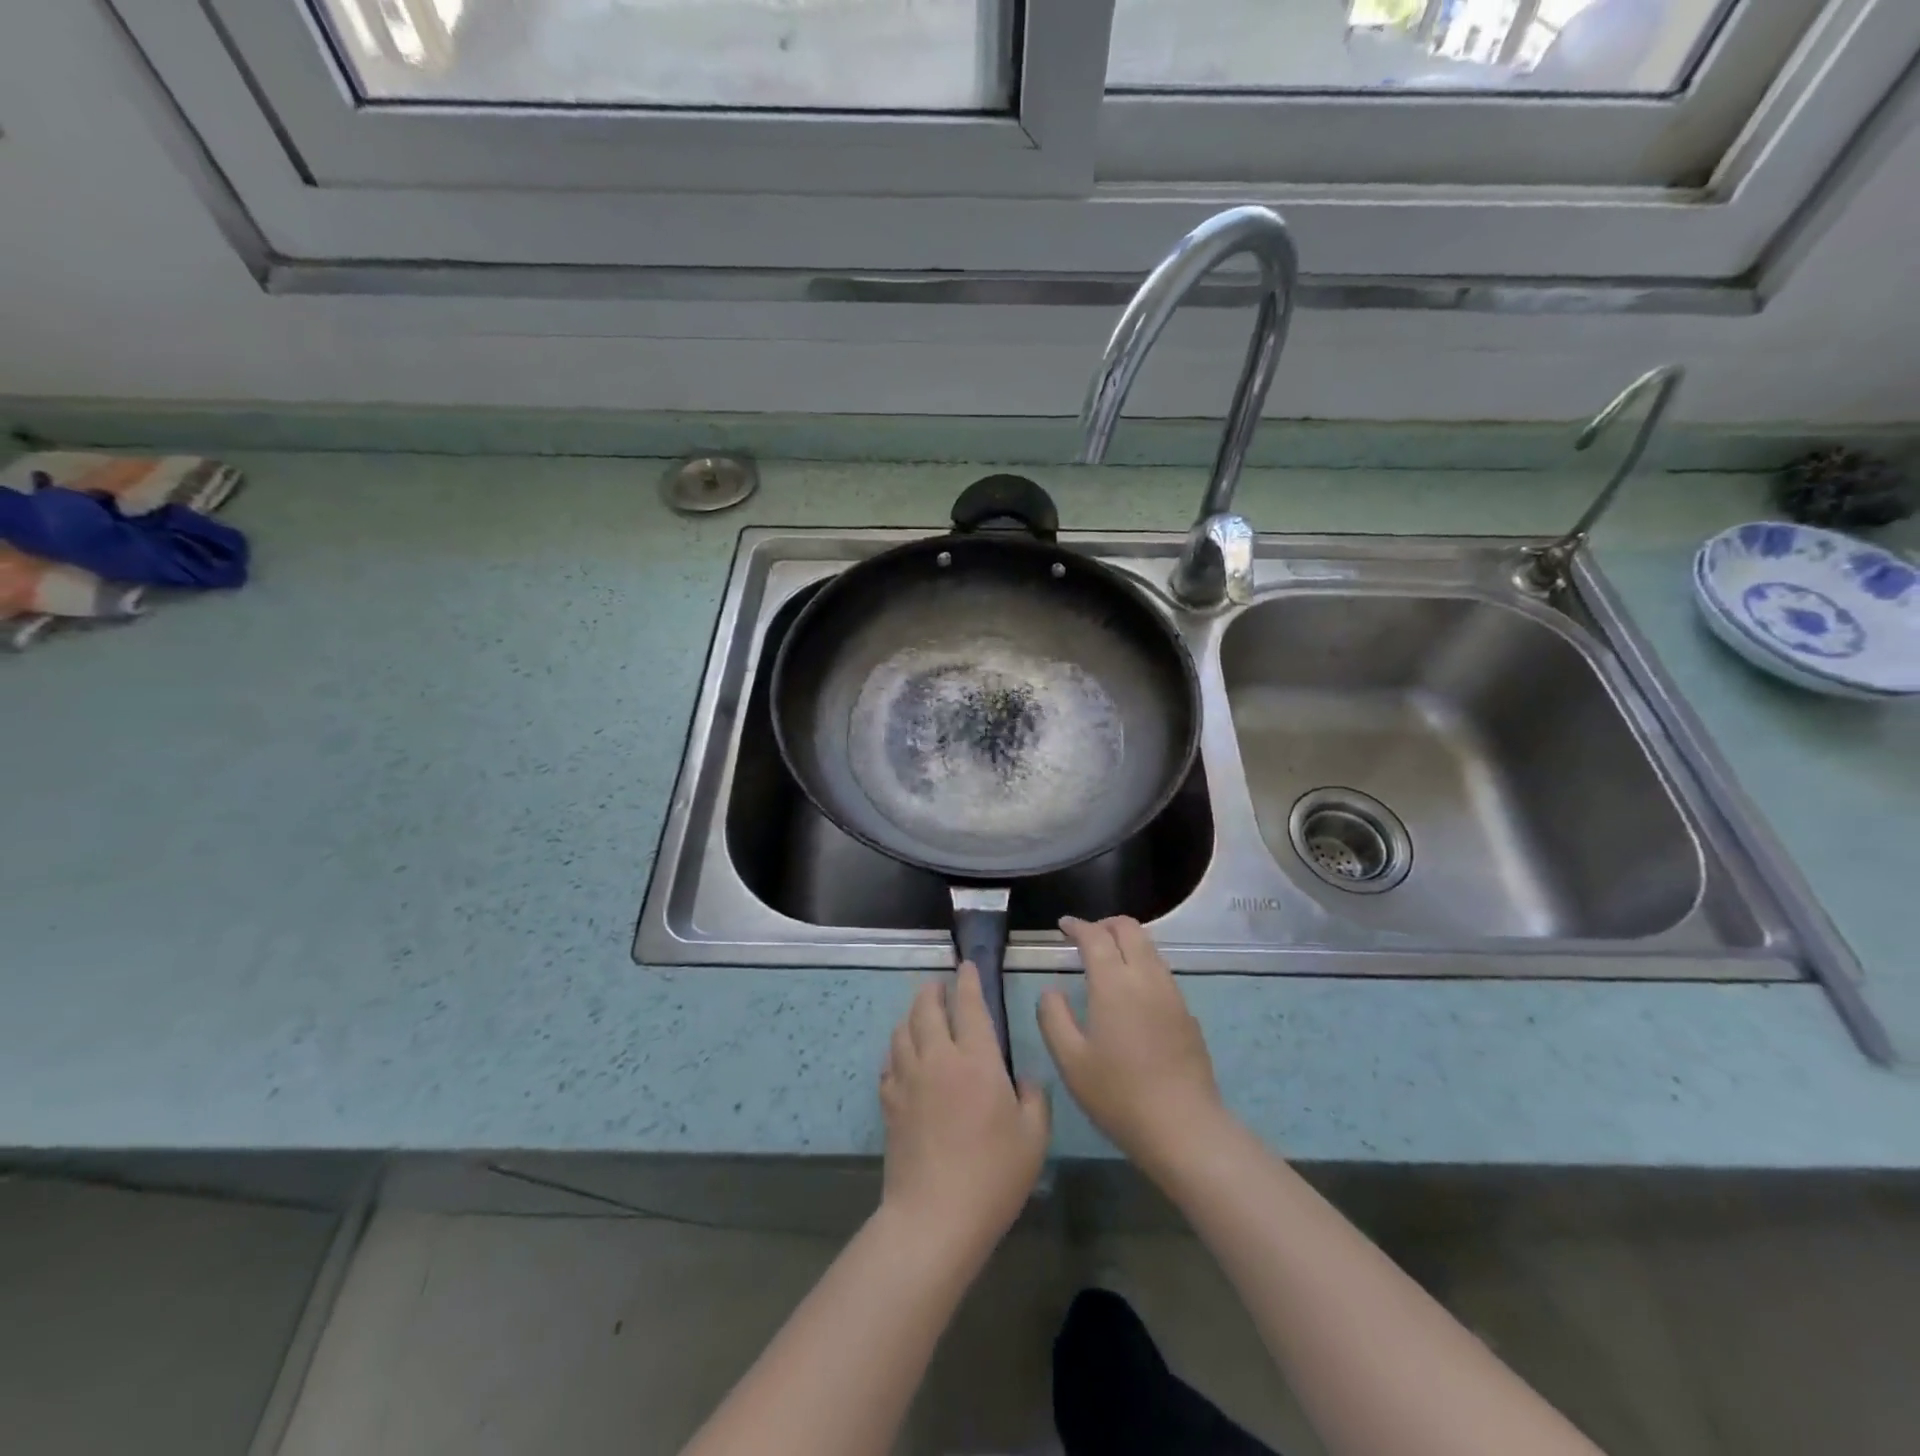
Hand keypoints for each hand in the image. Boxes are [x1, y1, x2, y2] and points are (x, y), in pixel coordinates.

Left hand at [880, 965, 1049, 1257]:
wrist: (935, 1216)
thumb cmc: (993, 1175)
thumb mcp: (1033, 1138)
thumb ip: (1034, 1099)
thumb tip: (1024, 1079)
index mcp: (976, 1060)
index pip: (969, 1005)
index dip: (968, 981)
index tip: (966, 966)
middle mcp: (938, 1058)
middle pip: (926, 1008)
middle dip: (933, 990)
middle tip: (939, 986)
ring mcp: (908, 1079)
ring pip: (903, 1031)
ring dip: (912, 1015)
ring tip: (920, 1014)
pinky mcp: (889, 1103)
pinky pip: (889, 1063)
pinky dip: (897, 1051)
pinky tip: (903, 1058)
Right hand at [1039, 916, 1226, 1173]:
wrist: (1183, 1127)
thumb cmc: (1118, 1094)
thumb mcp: (1070, 1060)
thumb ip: (1053, 1017)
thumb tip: (1052, 990)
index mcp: (1114, 983)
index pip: (1095, 936)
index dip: (1077, 926)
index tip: (1063, 926)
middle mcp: (1146, 977)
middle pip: (1129, 929)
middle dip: (1105, 924)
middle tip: (1085, 936)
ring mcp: (1171, 993)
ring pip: (1150, 947)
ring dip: (1126, 942)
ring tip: (1107, 958)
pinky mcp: (1187, 1012)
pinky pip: (1161, 970)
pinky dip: (1142, 963)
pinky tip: (1131, 990)